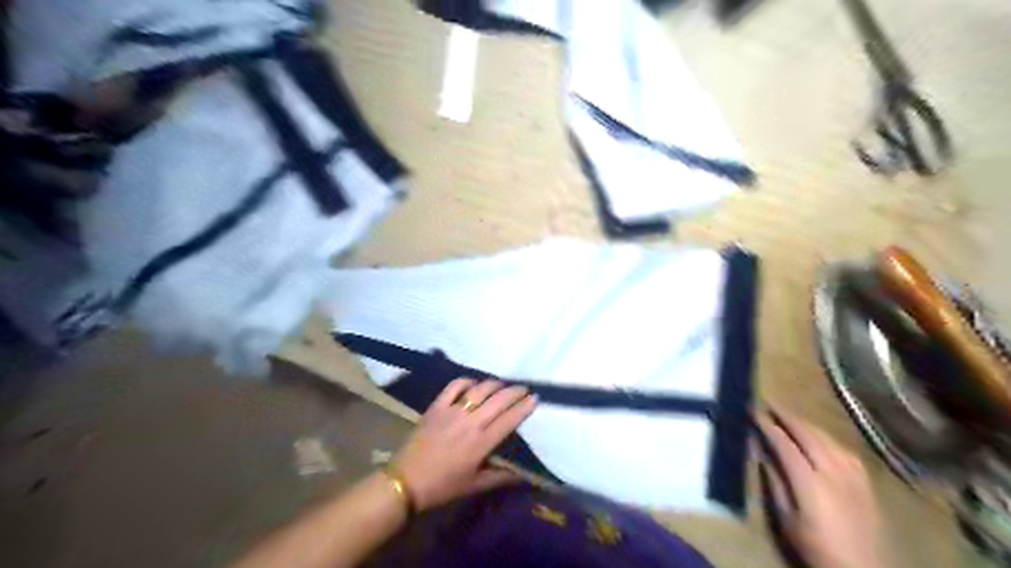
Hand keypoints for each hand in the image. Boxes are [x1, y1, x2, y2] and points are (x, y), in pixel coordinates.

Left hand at [390, 381, 541, 510]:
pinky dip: (466, 381)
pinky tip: (473, 383)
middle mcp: (470, 422)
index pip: (509, 419)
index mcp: (481, 443)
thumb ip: (500, 477)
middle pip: (498, 400)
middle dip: (515, 391)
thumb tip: (523, 475)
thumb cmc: (442, 486)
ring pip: (479, 389)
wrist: (405, 480)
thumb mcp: (474, 486)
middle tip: (524, 389)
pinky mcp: (436, 406)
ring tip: (502, 385)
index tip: (534, 398)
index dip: (524, 407)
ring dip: (494, 384)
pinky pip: (454, 386)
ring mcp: (452, 411)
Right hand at [757, 411, 886, 567]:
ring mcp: (852, 475)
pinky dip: (827, 438)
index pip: (785, 444)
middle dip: (787, 417)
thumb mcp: (786, 519)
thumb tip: (762, 453)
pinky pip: (844, 449)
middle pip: (808, 435)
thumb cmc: (814, 546)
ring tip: (791, 418)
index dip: (768, 426)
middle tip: (770, 404)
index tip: (753, 412)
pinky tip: (820, 438)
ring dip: (807, 424)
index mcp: (810, 482)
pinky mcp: (865, 481)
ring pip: (827, 438)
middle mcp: (832, 472)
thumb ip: (775, 483)